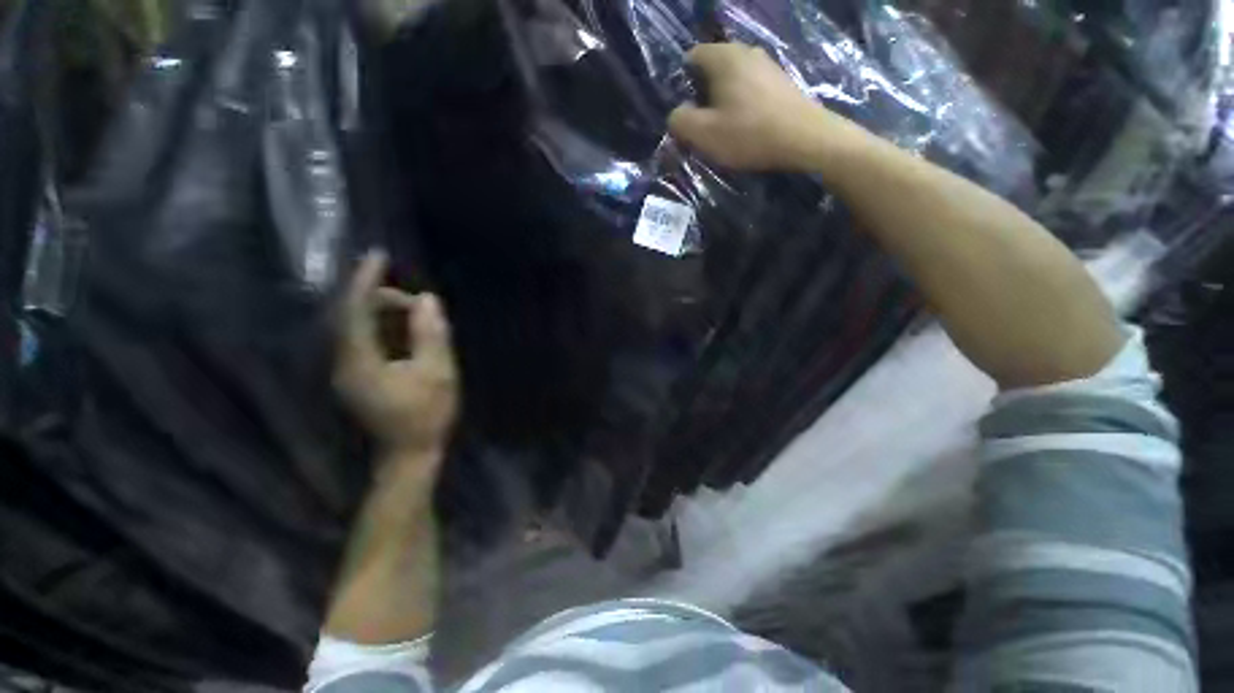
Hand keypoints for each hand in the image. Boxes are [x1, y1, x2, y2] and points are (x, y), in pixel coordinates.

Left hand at [335, 249, 459, 460]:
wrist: (409, 453)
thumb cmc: (426, 414)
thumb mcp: (438, 373)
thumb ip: (431, 335)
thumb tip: (427, 300)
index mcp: (360, 361)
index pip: (355, 310)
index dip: (365, 280)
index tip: (378, 255)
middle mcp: (343, 362)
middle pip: (353, 315)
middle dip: (384, 299)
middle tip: (421, 305)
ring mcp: (347, 370)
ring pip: (358, 327)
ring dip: (386, 314)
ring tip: (419, 318)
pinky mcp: (355, 375)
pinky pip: (364, 339)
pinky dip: (384, 327)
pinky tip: (408, 333)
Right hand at [668, 43, 858, 169]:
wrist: (804, 139)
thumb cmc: (749, 134)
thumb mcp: (704, 134)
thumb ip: (680, 121)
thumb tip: (676, 114)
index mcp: (724, 57)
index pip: (690, 58)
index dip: (681, 86)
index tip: (685, 114)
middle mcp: (745, 51)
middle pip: (711, 70)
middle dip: (701, 96)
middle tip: (702, 126)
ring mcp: (766, 64)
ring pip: (731, 80)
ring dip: (722, 102)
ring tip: (724, 129)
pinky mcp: (780, 80)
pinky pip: (749, 88)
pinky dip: (741, 104)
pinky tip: (746, 126)